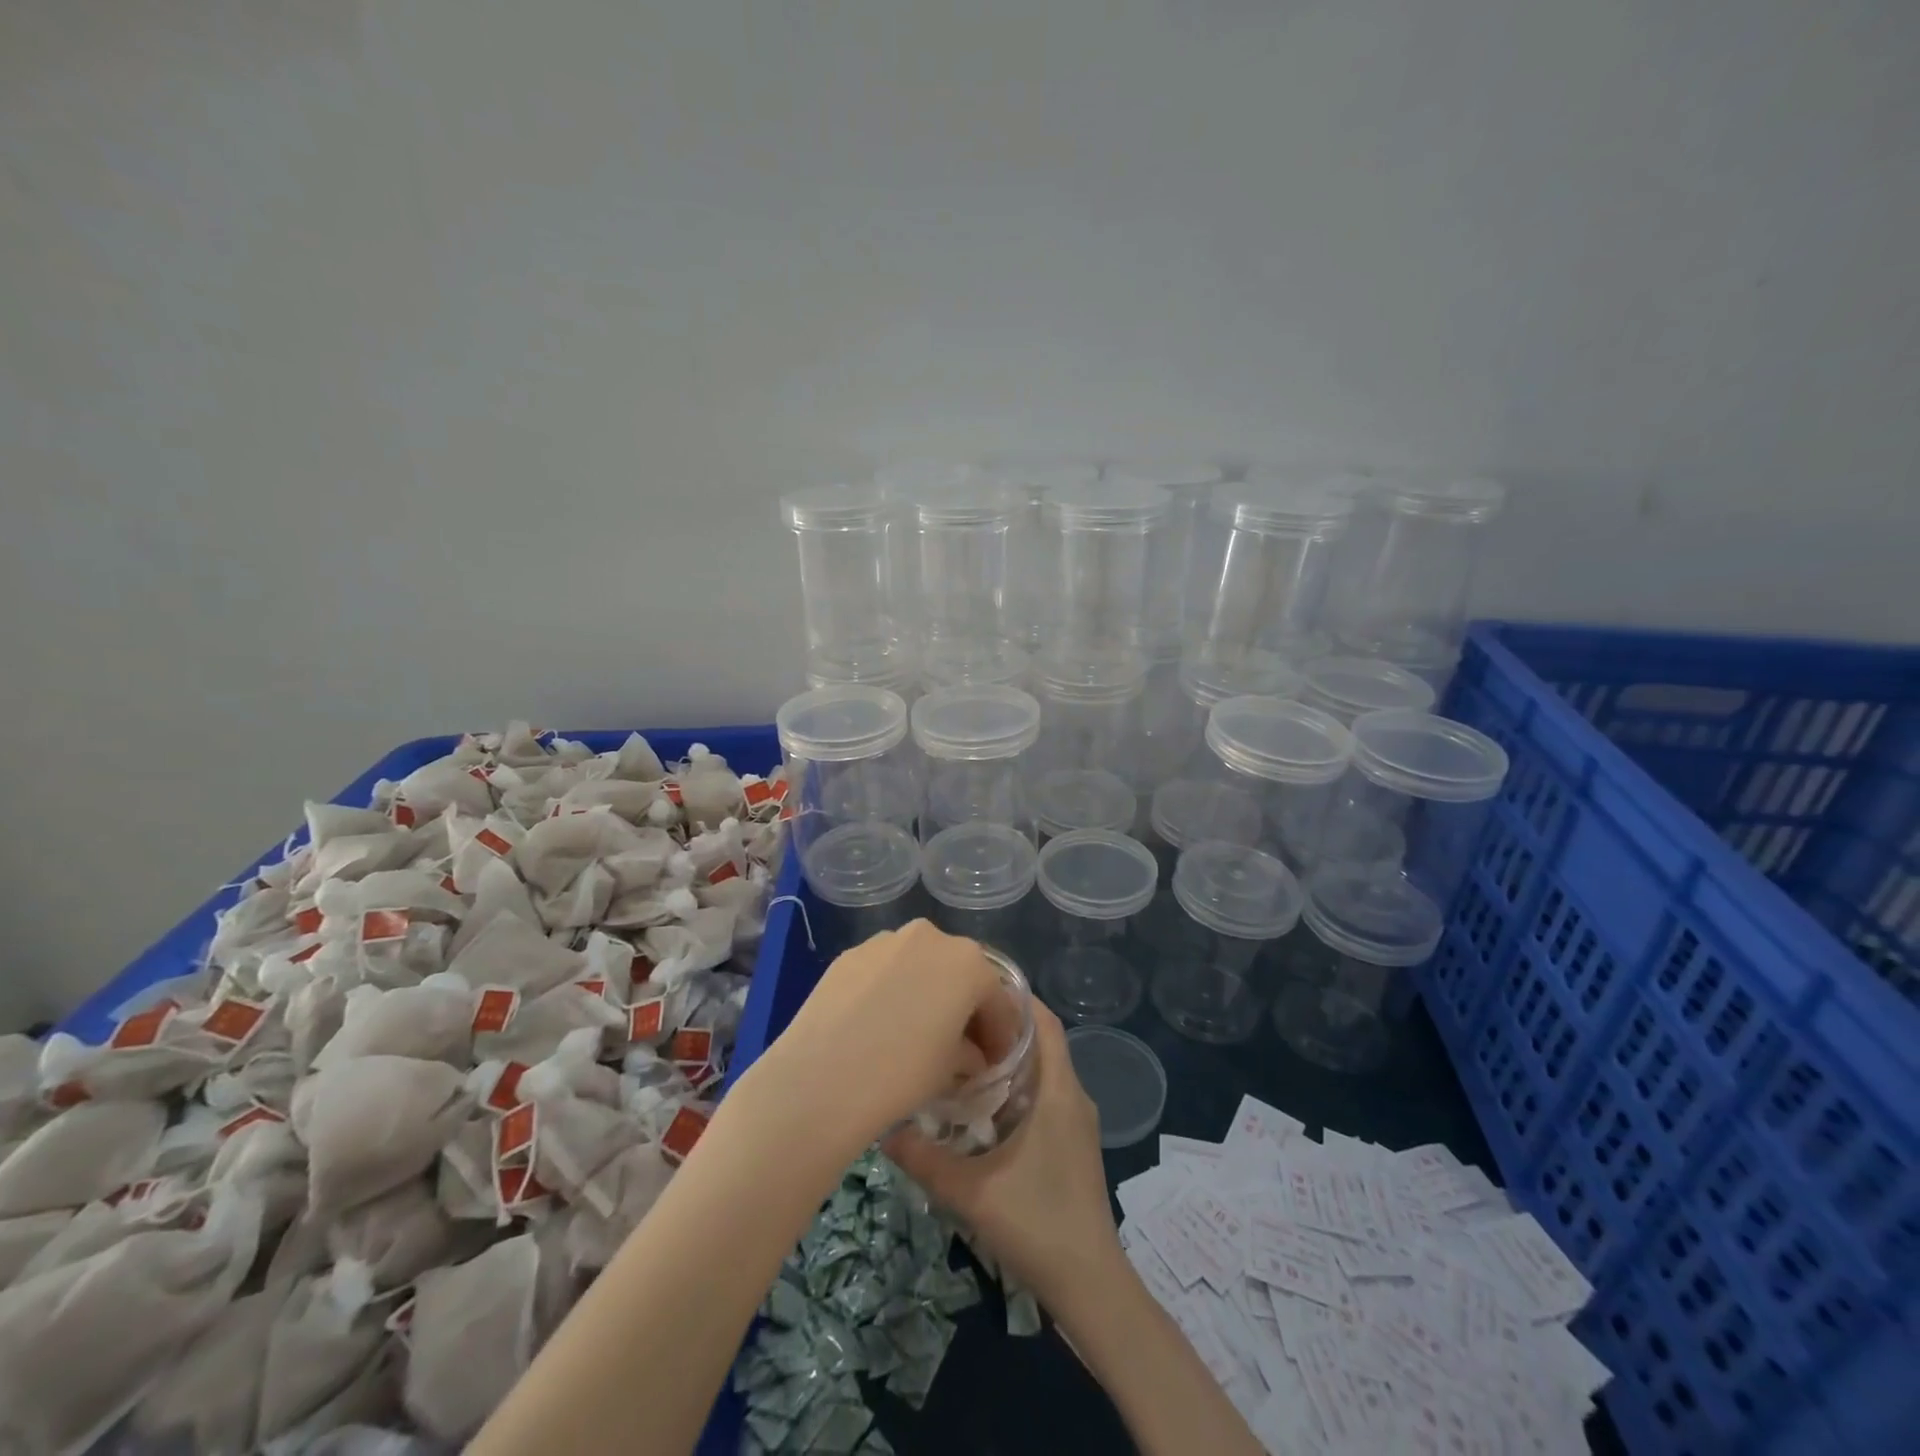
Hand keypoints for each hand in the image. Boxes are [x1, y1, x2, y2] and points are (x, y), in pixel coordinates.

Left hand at [740, 920, 1013, 1156]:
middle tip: (960, 1045)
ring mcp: (886, 940)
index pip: (997, 1000)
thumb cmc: (903, 1073)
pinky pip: (885, 970)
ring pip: (919, 965)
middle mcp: (931, 937)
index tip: (995, 1062)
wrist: (821, 1078)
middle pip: (959, 973)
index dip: (1000, 1034)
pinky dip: (891, 990)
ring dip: (926, 992)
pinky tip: (880, 1024)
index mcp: (969, 962)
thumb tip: (969, 1054)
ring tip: (915, 1032)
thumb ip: (970, 1053)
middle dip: (964, 1006)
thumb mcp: (952, 1070)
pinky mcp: (851, 953)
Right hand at [883, 1000, 1123, 1319]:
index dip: (1016, 997)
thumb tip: (884, 1130)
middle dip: (1002, 1026)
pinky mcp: (1072, 1144)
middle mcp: (1072, 1095)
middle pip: (1041, 1041)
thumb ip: (925, 1160)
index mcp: (1059, 1090)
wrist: (1089, 1284)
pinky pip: (1045, 1095)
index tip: (976, 986)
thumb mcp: (972, 1191)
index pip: (1044, 1022)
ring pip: (1043, 1070)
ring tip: (961, 1054)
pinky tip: (983, 1104)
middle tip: (955, 1020)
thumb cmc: (1038, 1223)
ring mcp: (1076, 1121)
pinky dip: (1017, 1085)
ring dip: (1009, 1058)